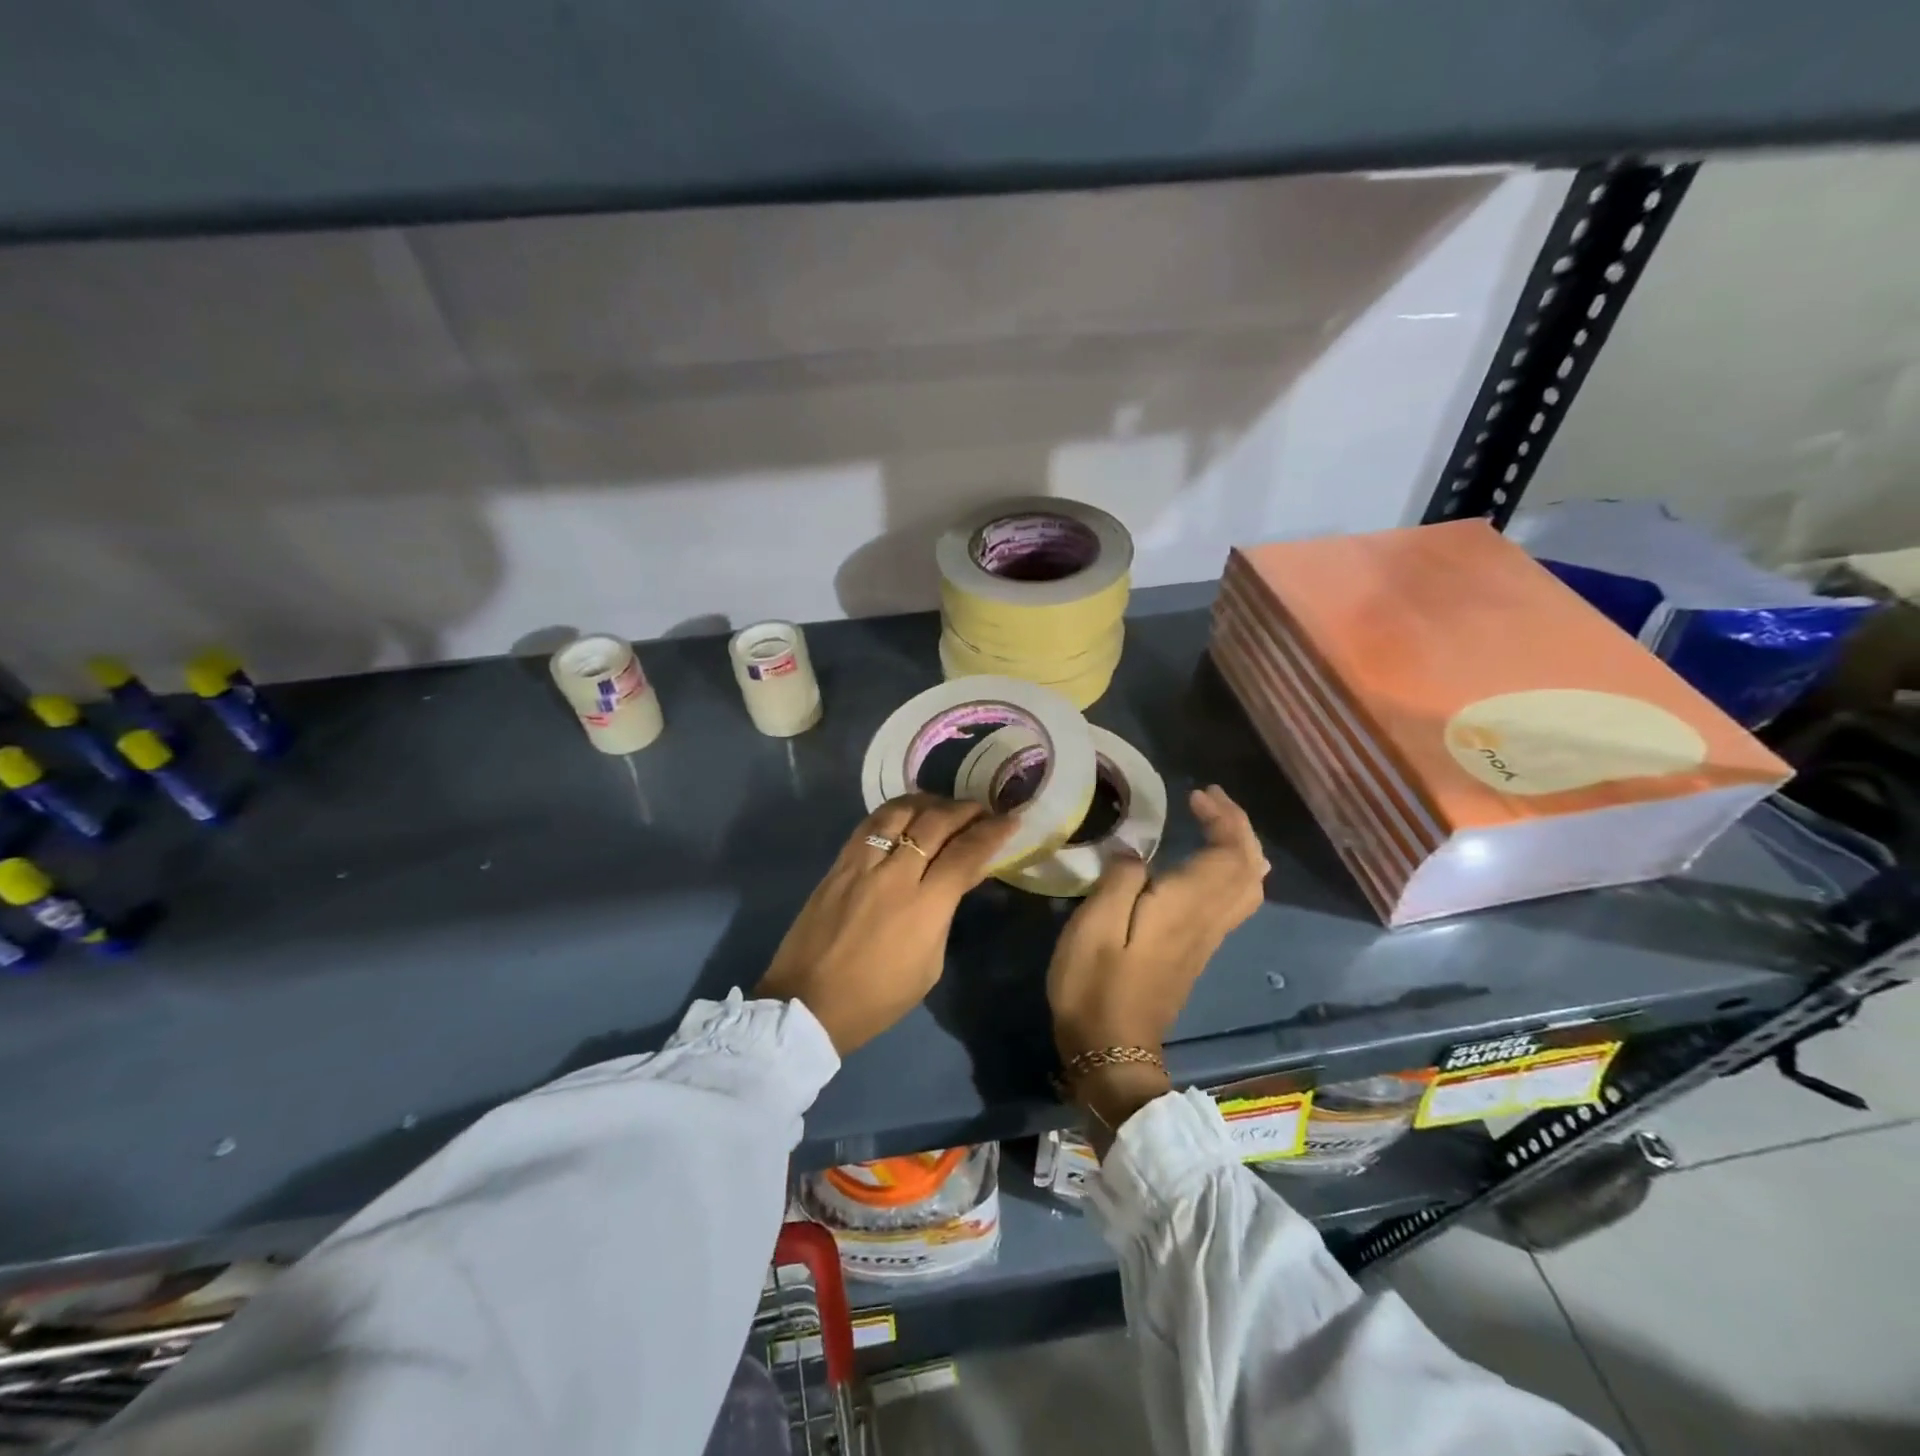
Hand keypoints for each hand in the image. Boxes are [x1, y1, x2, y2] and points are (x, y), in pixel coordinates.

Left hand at [756, 794, 1014, 1054]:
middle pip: (935, 822)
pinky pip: (869, 824)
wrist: (807, 1004)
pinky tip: (904, 813)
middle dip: (965, 810)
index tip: (1009, 820)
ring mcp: (861, 864)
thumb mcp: (928, 965)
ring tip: (943, 805)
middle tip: (981, 808)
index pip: (966, 853)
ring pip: (899, 812)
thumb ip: (945, 914)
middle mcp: (894, 874)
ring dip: (928, 802)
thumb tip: (958, 879)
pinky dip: (893, 811)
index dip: (992, 832)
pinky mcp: (838, 864)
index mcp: (924, 906)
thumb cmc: (877, 998)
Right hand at [1047, 785, 1268, 1132]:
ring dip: (1238, 849)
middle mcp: (1207, 921)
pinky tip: (1200, 865)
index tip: (1196, 794)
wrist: (1111, 1052)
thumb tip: (1137, 854)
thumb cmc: (1095, 985)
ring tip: (1211, 825)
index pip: (1232, 854)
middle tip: (1207, 802)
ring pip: (1248, 889)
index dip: (1225, 819)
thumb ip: (1120, 880)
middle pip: (1250, 870)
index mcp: (1187, 907)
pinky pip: (1232, 903)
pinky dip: (1228, 871)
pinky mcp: (1195, 953)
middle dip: (1238, 828)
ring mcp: (1206, 940)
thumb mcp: (1095, 926)